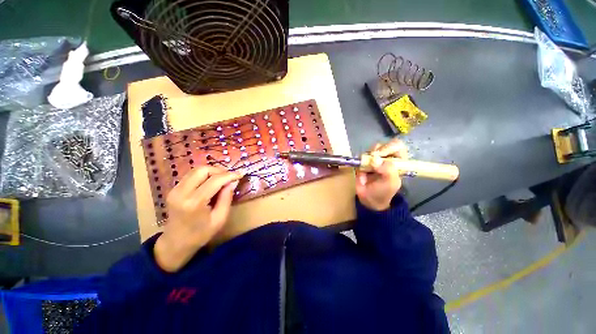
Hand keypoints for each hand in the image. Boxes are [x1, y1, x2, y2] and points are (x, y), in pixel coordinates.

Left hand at [154, 166, 241, 271]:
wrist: (175, 243)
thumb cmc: (200, 234)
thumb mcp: (220, 219)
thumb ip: (227, 198)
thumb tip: (233, 182)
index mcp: (194, 203)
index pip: (214, 180)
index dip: (229, 175)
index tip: (240, 174)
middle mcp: (181, 193)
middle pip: (203, 170)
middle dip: (219, 171)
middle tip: (230, 177)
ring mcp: (174, 190)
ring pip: (196, 170)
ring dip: (212, 171)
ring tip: (222, 179)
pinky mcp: (173, 189)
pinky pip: (191, 175)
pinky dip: (204, 175)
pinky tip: (211, 182)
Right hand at [355, 138, 407, 210]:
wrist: (369, 199)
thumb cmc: (383, 191)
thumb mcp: (391, 182)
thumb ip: (388, 170)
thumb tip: (375, 159)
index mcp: (398, 162)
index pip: (397, 146)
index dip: (389, 147)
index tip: (381, 155)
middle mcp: (386, 158)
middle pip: (383, 145)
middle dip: (377, 151)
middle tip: (372, 160)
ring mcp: (374, 160)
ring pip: (371, 149)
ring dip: (368, 156)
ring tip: (367, 167)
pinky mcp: (363, 162)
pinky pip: (361, 156)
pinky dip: (360, 161)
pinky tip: (362, 170)